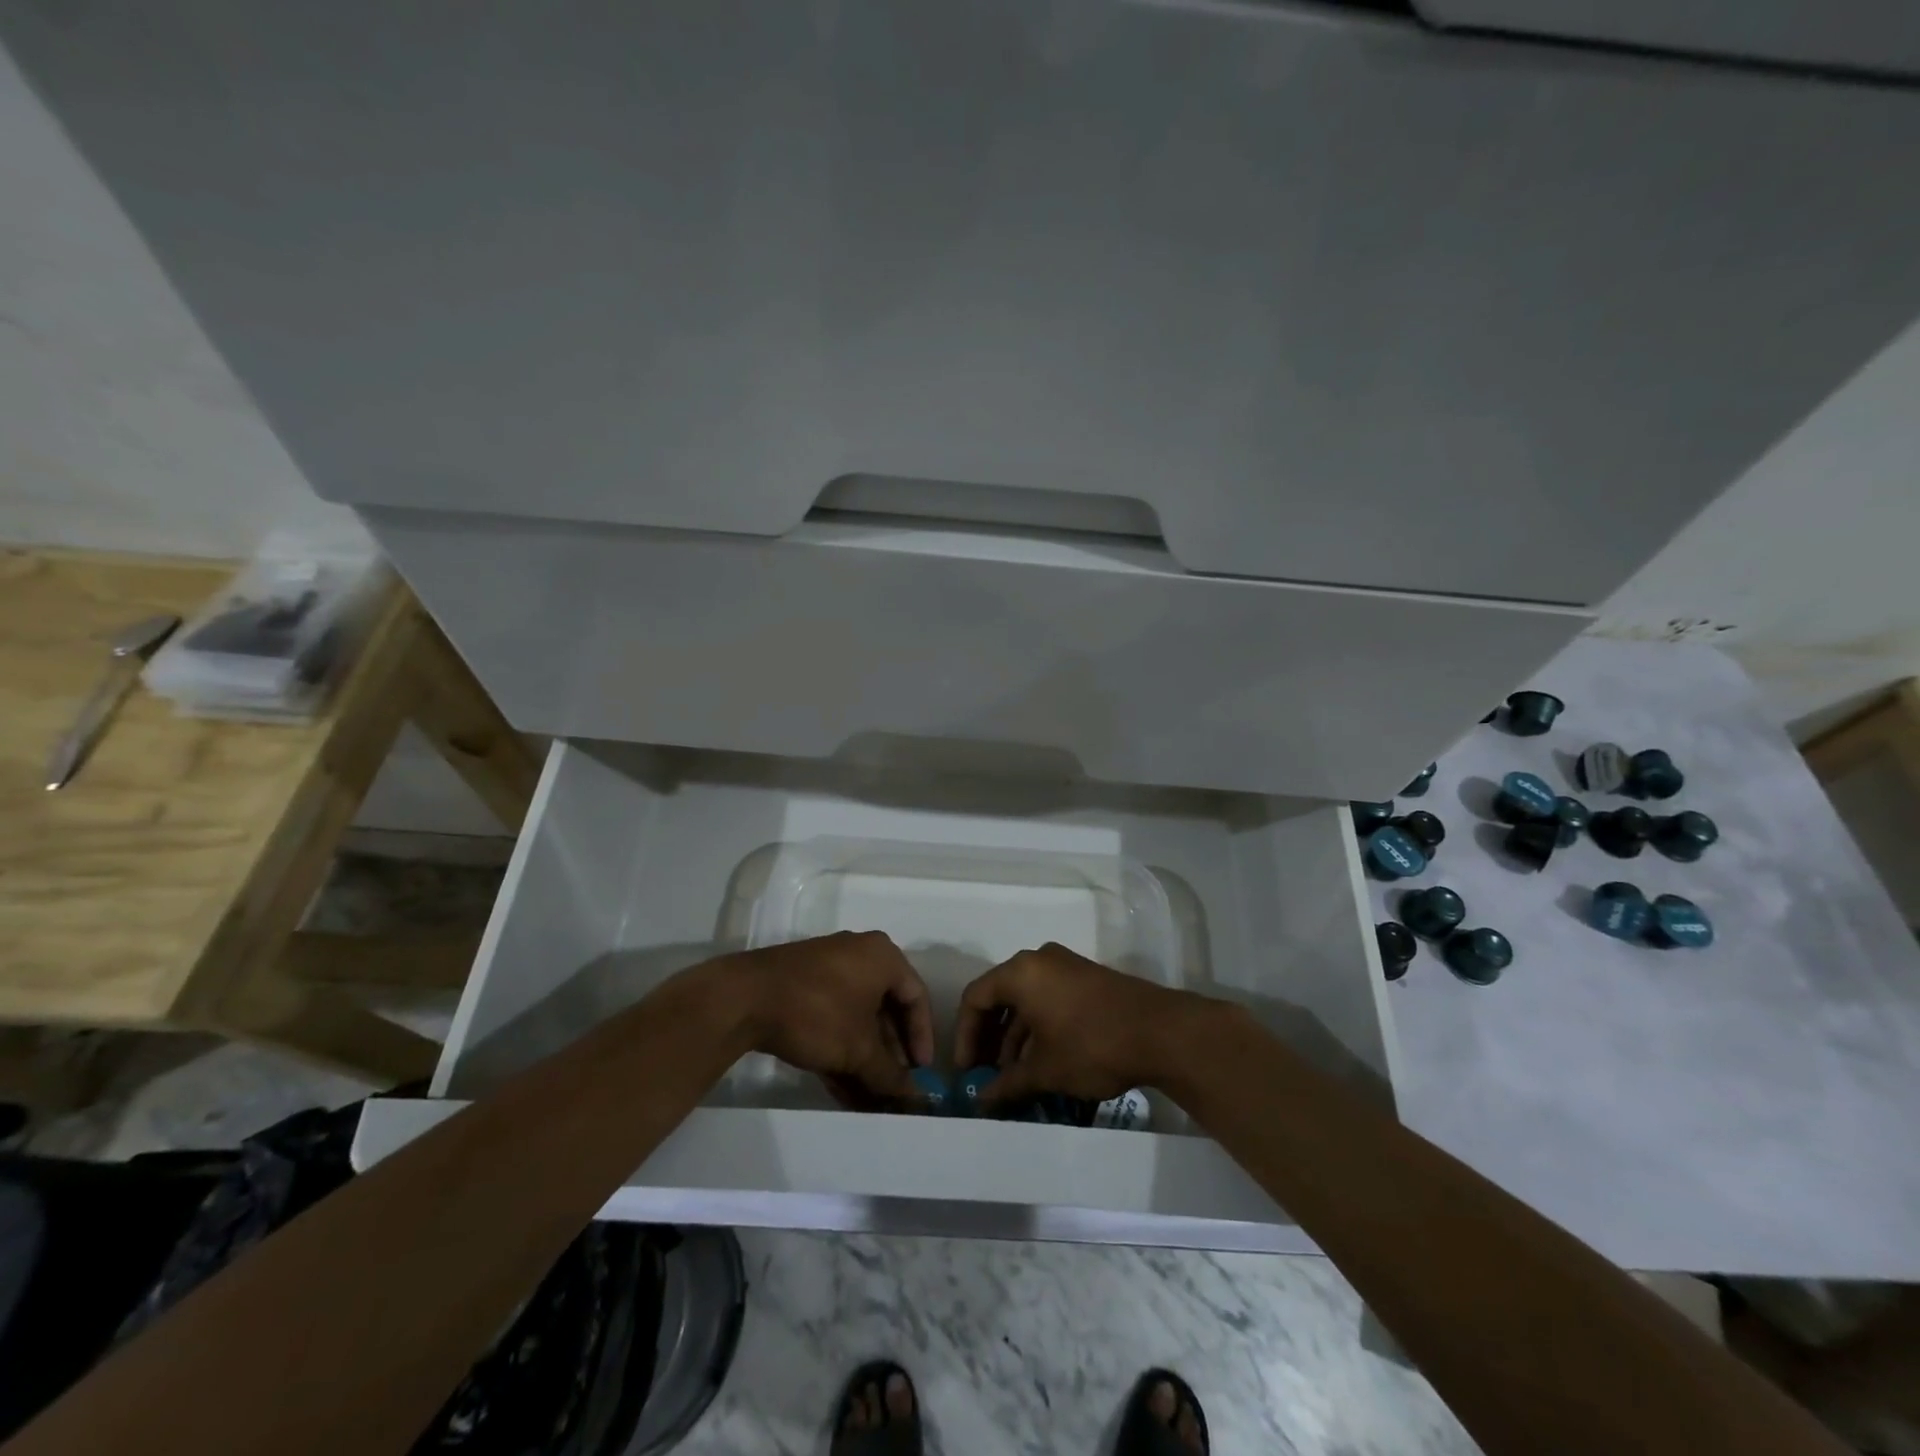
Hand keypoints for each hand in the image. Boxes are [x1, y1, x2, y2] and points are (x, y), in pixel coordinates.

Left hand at [730, 931, 933, 1105]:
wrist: (745, 998)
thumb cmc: (818, 1013)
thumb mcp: (859, 1049)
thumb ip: (890, 1074)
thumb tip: (915, 1098)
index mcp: (882, 957)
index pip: (916, 996)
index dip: (922, 1036)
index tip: (920, 1072)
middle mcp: (859, 955)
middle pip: (886, 1009)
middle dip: (890, 1054)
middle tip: (894, 1087)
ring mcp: (828, 969)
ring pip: (857, 1018)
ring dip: (865, 1059)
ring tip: (869, 1099)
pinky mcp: (803, 986)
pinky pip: (833, 1018)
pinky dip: (841, 1050)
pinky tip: (842, 1090)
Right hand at [953, 942, 1201, 1111]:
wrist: (1160, 1032)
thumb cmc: (1090, 1045)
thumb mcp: (1044, 1070)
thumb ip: (1007, 1083)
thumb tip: (982, 1100)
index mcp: (1021, 972)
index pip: (976, 998)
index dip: (965, 1036)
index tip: (966, 1071)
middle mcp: (1039, 960)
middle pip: (1000, 996)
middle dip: (989, 1038)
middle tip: (985, 1074)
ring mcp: (1066, 967)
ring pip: (1026, 1000)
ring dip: (1015, 1036)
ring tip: (1014, 1076)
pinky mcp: (1087, 979)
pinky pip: (1049, 999)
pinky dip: (1038, 1027)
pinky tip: (1042, 1061)